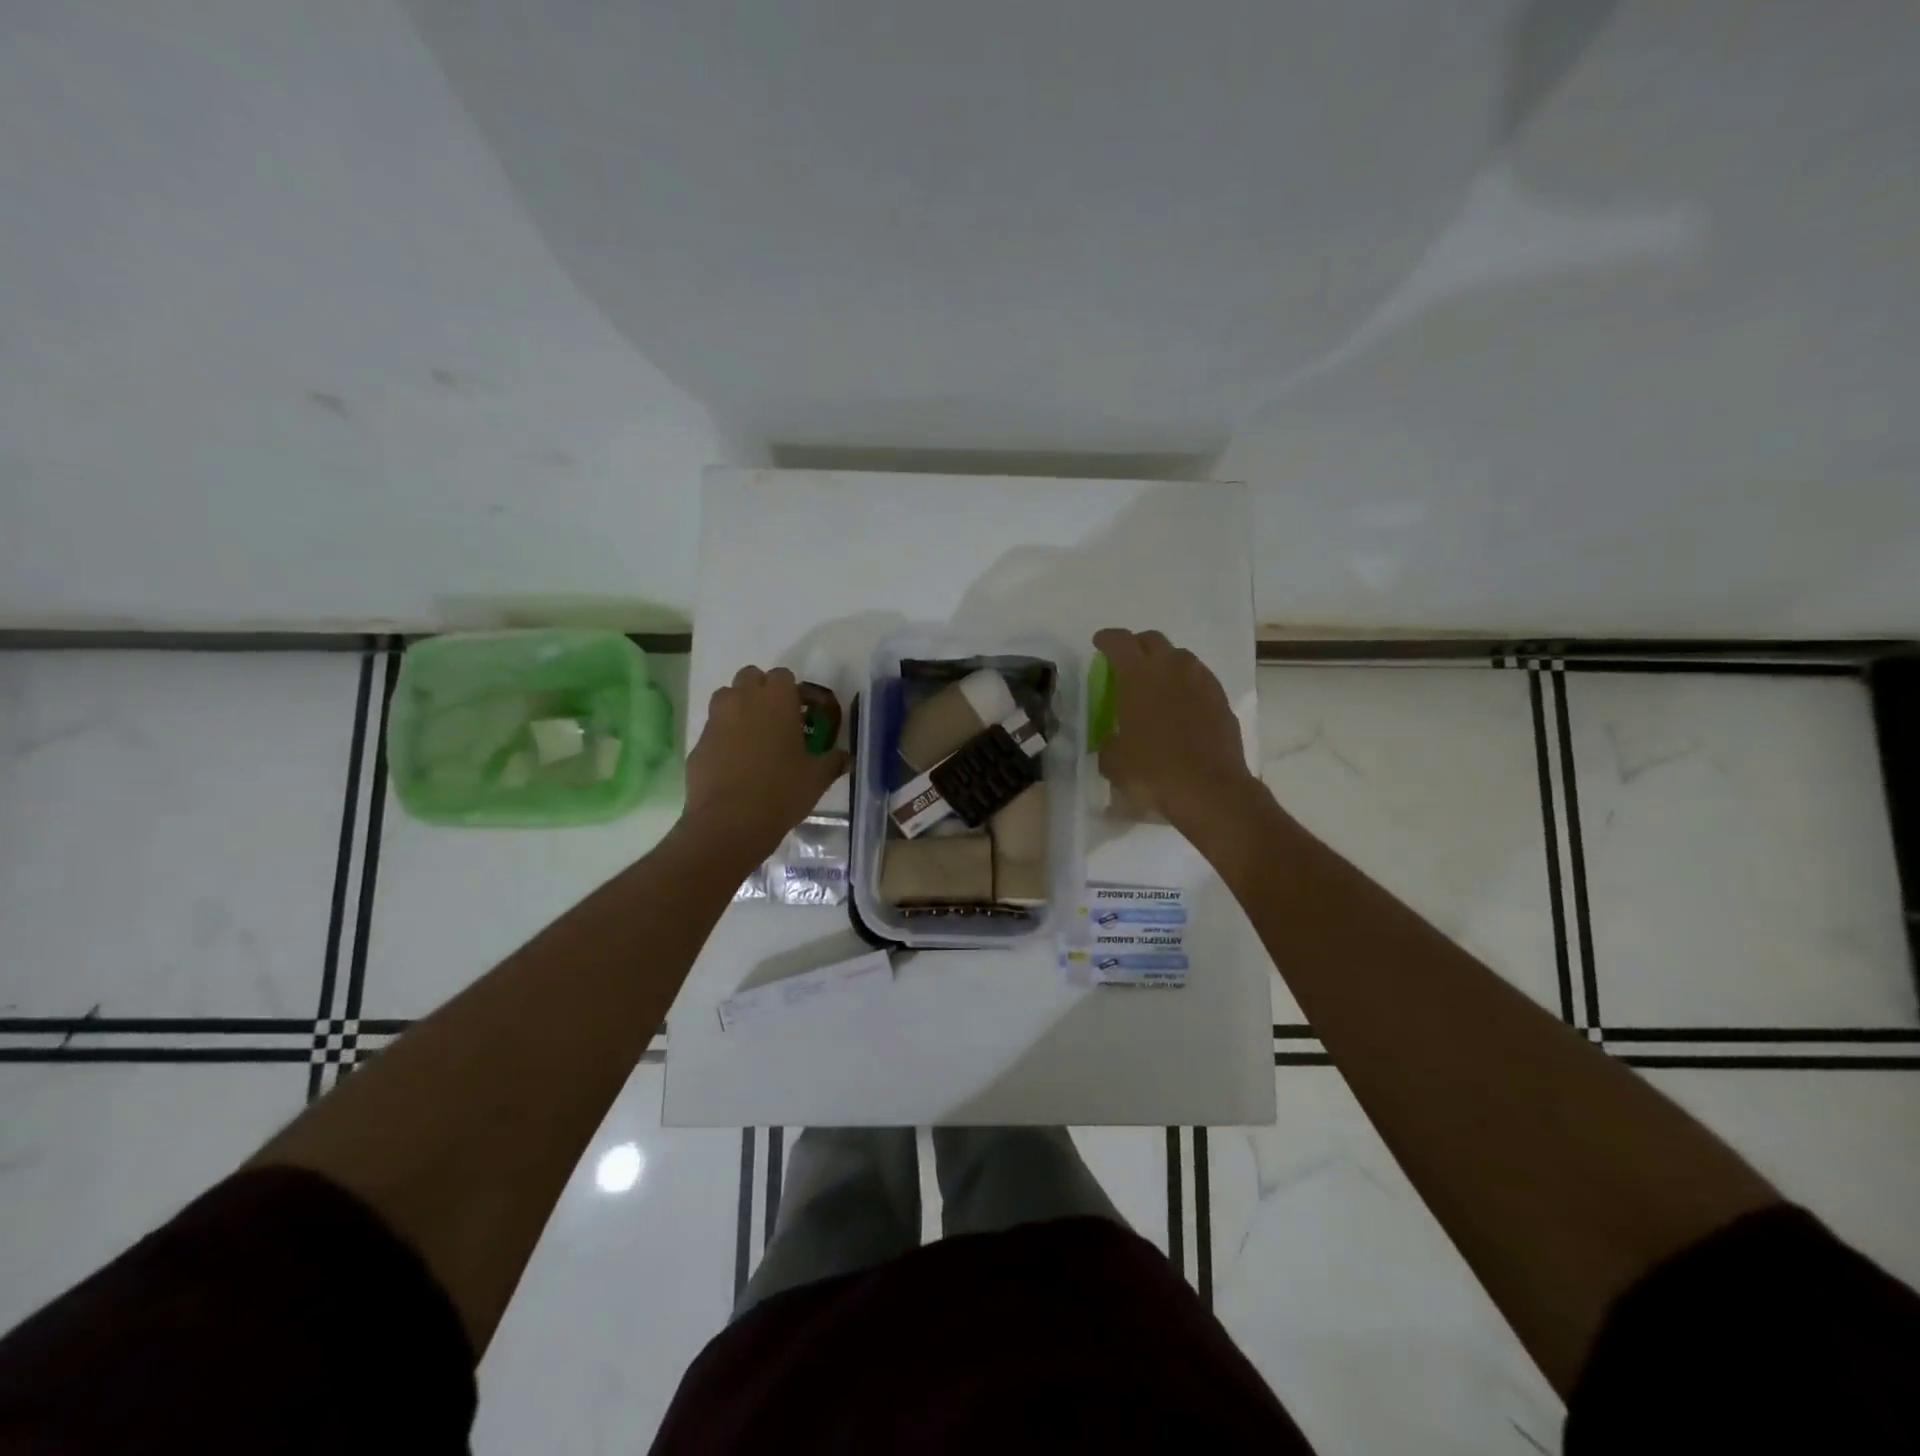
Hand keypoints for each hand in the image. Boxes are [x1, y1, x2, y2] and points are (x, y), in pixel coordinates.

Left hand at [686, 666, 847, 862]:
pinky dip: (723, 736)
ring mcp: (716, 720)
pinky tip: (734, 763)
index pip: (783, 675)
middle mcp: (743, 700)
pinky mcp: (698, 743)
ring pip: (726, 697)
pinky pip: (713, 728)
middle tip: (776, 719)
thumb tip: (844, 757)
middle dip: (761, 691)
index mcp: (777, 700)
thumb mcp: (817, 778)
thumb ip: (832, 761)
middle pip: (750, 676)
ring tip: (752, 736)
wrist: (730, 822)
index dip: (792, 691)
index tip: (800, 712)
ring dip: (739, 707)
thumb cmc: (781, 792)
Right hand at [1093, 628, 1260, 841]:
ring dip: (1165, 663)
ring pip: (1180, 657)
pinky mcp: (1221, 699)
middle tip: (1127, 663)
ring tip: (1157, 684)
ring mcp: (1201, 681)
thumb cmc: (1153, 771)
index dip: (1107, 639)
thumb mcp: (1114, 762)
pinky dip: (1186, 685)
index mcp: (1138, 676)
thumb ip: (1109, 743)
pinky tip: (1181, 705)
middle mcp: (1171, 668)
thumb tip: (1114, 741)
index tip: (1100, 643)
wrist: (1210, 789)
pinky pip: (1199, 680)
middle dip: (1137, 646)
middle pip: (1152, 640)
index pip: (1119, 641)